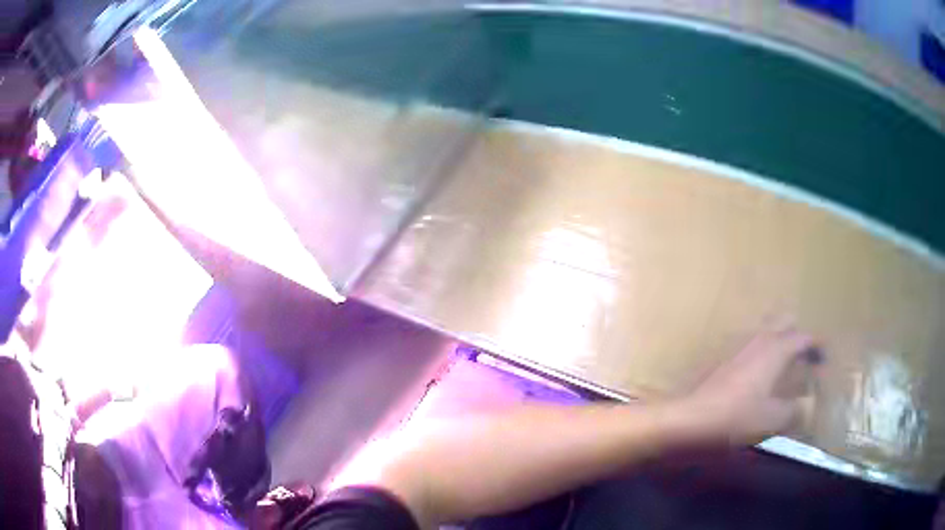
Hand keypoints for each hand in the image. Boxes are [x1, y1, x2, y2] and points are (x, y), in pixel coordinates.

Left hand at [678, 319, 821, 445]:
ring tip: (784, 367)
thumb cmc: (734, 419)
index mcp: (775, 349)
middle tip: (804, 358)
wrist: (685, 420)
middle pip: (784, 322)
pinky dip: (760, 354)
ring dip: (777, 342)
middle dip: (797, 335)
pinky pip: (748, 347)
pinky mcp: (720, 359)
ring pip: (764, 332)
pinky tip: (757, 377)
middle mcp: (757, 340)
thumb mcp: (771, 420)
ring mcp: (736, 346)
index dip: (817, 345)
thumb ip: (794, 412)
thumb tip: (807, 406)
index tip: (825, 358)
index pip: (803, 337)